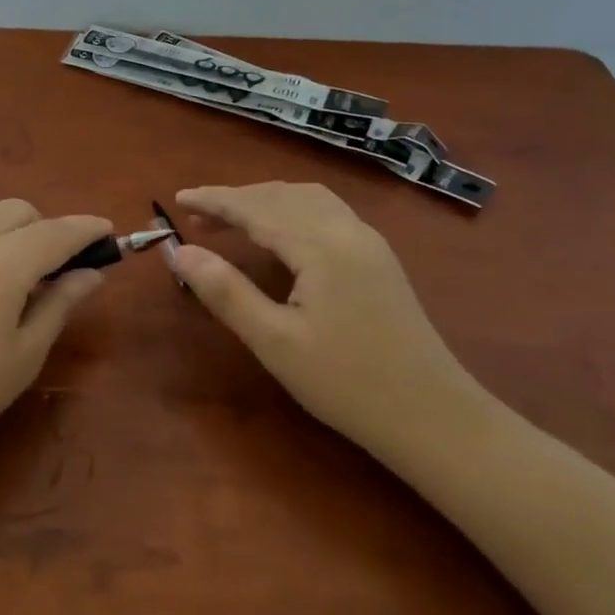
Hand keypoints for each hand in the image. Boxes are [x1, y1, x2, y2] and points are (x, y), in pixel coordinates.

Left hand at [0, 200, 110, 477]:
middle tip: (52, 271)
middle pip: (20, 210)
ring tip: (10, 275)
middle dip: (45, 229)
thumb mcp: (25, 354)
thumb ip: (61, 303)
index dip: (86, 229)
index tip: (107, 231)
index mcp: (3, 263)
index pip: (57, 232)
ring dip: (10, 229)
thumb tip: (93, 272)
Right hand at [170, 182, 487, 465]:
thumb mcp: (275, 342)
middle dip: (237, 199)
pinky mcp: (380, 258)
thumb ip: (226, 292)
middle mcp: (346, 230)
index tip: (178, 197)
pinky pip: (327, 211)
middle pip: (281, 196)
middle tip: (198, 216)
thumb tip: (182, 252)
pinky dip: (293, 208)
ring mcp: (369, 242)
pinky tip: (283, 233)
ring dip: (266, 200)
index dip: (214, 200)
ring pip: (308, 198)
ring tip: (234, 219)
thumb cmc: (348, 384)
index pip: (256, 208)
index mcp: (320, 246)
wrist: (435, 418)